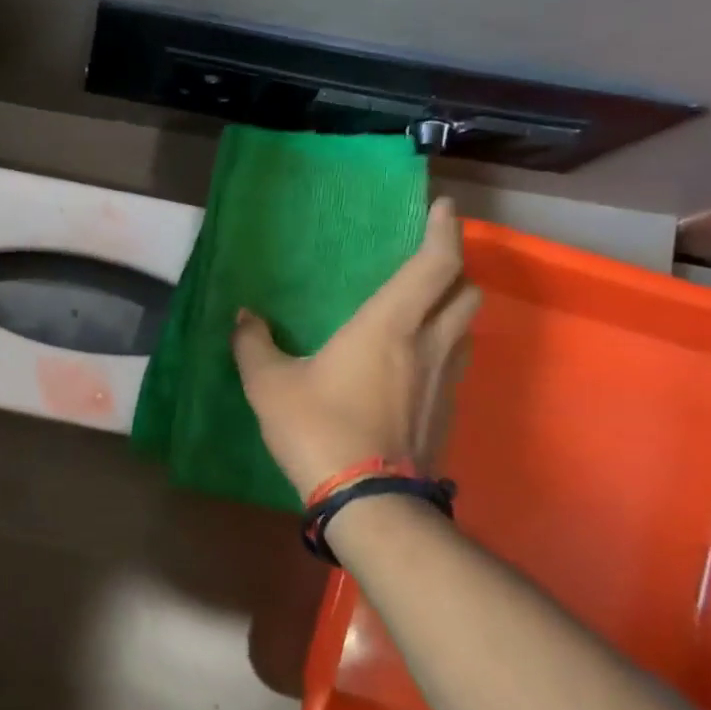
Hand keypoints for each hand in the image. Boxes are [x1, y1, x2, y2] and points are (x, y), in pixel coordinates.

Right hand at [231, 197, 480, 495]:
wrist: (368, 501)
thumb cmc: (317, 428)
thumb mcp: (268, 384)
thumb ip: (253, 344)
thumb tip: (244, 317)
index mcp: (389, 324)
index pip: (435, 263)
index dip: (444, 231)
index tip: (443, 208)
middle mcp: (428, 344)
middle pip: (466, 291)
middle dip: (455, 268)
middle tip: (428, 263)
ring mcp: (444, 380)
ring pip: (466, 328)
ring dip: (452, 310)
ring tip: (422, 310)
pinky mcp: (446, 411)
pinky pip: (454, 363)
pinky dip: (442, 347)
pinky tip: (412, 364)